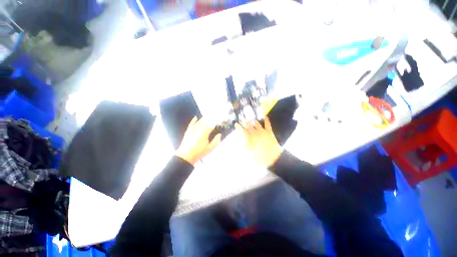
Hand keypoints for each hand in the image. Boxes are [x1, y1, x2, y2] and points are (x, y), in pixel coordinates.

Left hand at [176, 117, 221, 164]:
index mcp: (205, 133)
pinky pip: (191, 124)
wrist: (186, 156)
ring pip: (199, 122)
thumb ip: (216, 141)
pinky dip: (193, 120)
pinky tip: (195, 117)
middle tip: (214, 116)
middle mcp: (199, 129)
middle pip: (205, 122)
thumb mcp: (210, 149)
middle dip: (210, 119)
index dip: (216, 124)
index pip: (211, 126)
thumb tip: (219, 134)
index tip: (219, 123)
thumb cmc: (199, 153)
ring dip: (203, 118)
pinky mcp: (188, 131)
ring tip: (207, 116)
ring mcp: (193, 130)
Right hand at [235, 117, 282, 167]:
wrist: (273, 158)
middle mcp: (255, 133)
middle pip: (248, 125)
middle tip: (241, 119)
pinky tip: (265, 116)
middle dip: (244, 122)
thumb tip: (240, 139)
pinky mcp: (269, 132)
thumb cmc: (260, 157)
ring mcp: (262, 132)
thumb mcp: (249, 152)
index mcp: (250, 138)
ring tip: (250, 117)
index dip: (238, 127)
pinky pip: (267, 124)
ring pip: (256, 123)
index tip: (236, 124)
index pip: (242, 130)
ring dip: (252, 120)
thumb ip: (244, 145)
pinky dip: (266, 120)